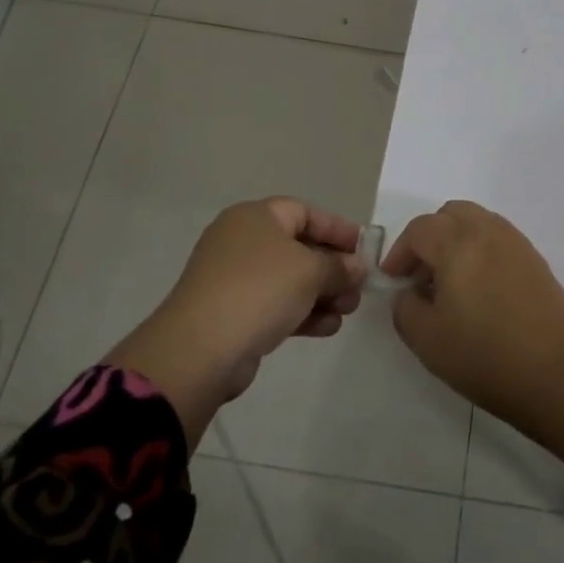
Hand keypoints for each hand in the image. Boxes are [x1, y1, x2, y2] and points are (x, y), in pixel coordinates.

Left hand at [105, 198, 367, 443]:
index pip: (305, 212)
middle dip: (333, 267)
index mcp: (256, 217)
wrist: (199, 350)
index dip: (337, 229)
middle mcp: (243, 241)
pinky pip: (276, 304)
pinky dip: (302, 312)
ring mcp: (235, 278)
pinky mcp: (233, 312)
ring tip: (348, 311)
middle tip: (359, 287)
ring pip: (289, 279)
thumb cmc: (259, 290)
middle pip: (299, 247)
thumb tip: (357, 267)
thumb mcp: (309, 272)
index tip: (364, 248)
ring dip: (322, 293)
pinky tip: (328, 328)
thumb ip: (339, 266)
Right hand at [382, 200, 563, 421]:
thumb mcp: (428, 340)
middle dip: (428, 238)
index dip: (400, 252)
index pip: (419, 229)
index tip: (394, 281)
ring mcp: (515, 242)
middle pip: (450, 214)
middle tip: (420, 275)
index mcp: (457, 242)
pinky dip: (479, 250)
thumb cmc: (486, 355)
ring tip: (450, 283)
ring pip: (476, 222)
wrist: (560, 371)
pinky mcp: (535, 259)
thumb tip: (409, 292)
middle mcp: (487, 230)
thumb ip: (405, 308)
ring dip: (455, 241)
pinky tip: (479, 290)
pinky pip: (497, 238)